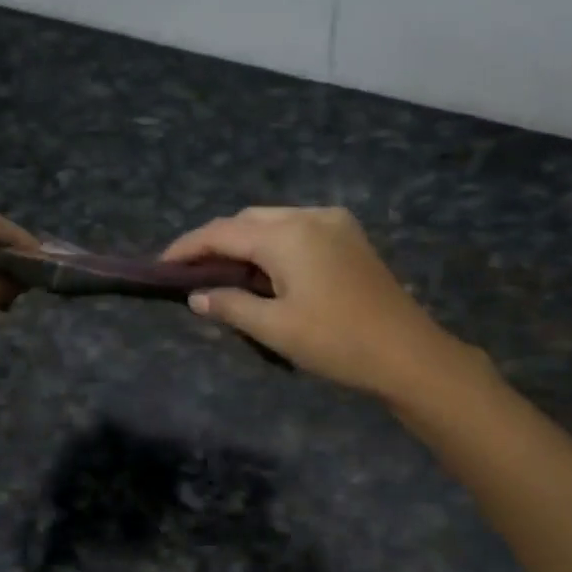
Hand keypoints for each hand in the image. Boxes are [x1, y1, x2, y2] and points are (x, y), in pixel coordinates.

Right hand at [163, 206, 485, 396]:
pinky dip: (272, 243)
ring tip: (224, 274)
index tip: (162, 264)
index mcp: (288, 235)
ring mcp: (335, 223)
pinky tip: (266, 270)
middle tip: (192, 272)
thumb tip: (196, 296)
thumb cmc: (337, 342)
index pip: (223, 232)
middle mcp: (310, 216)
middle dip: (217, 242)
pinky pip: (297, 229)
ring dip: (245, 242)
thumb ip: (231, 306)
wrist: (409, 354)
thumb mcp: (275, 328)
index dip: (189, 247)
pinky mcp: (350, 237)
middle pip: (248, 219)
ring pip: (273, 221)